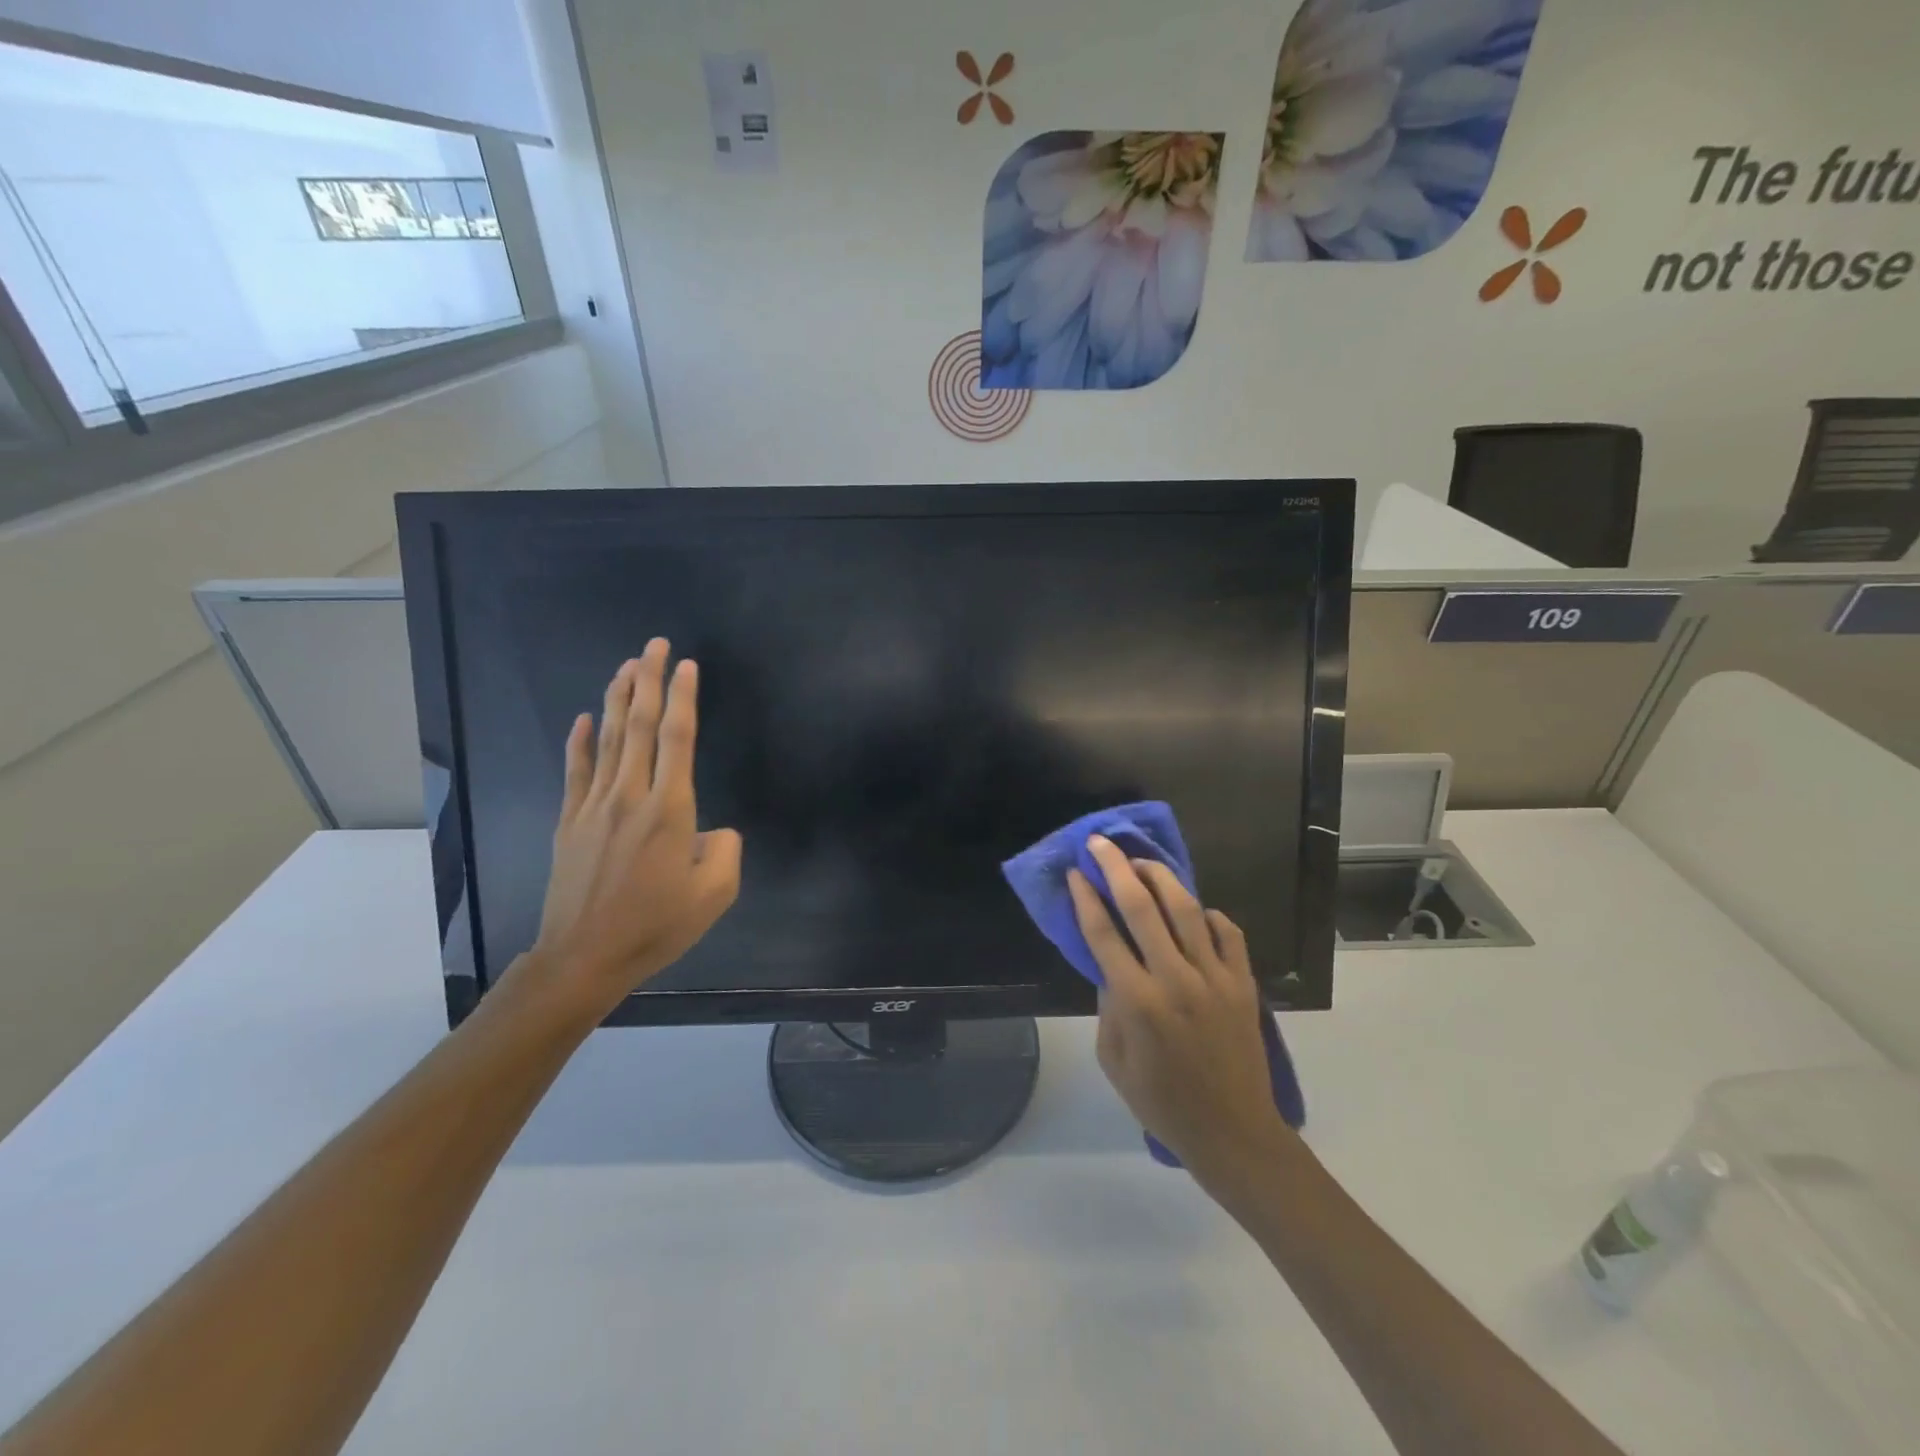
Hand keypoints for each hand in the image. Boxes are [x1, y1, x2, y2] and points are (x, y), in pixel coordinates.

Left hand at [514, 639, 741, 1022]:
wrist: (583, 958)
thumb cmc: (655, 926)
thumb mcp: (714, 895)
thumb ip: (726, 852)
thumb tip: (714, 831)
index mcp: (670, 811)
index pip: (678, 739)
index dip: (684, 698)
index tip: (687, 665)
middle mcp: (630, 797)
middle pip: (639, 726)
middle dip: (649, 681)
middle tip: (654, 645)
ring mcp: (593, 807)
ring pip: (607, 740)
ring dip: (617, 699)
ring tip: (626, 666)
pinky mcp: (569, 823)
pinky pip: (575, 772)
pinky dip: (578, 742)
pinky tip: (582, 719)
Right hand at [1069, 836, 1292, 1180]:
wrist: (1233, 1132)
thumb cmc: (1163, 1102)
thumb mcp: (1114, 1061)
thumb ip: (1107, 1006)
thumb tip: (1110, 964)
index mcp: (1138, 1002)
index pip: (1104, 934)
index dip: (1085, 898)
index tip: (1075, 872)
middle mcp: (1176, 979)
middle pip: (1142, 907)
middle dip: (1116, 868)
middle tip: (1101, 843)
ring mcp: (1215, 978)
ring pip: (1186, 909)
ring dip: (1160, 877)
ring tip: (1142, 861)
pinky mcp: (1244, 983)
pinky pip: (1228, 933)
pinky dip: (1209, 915)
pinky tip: (1195, 910)